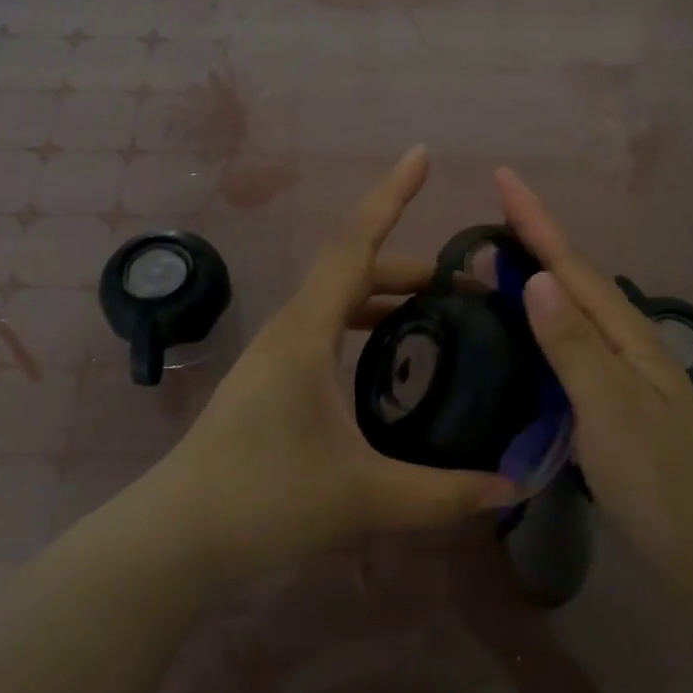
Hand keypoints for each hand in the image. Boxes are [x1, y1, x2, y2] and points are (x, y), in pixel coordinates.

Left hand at [148, 148, 518, 589]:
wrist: (177, 537)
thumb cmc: (264, 500)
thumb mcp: (365, 497)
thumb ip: (445, 494)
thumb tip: (515, 486)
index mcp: (307, 332)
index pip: (355, 244)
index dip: (390, 196)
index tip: (420, 154)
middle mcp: (289, 329)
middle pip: (354, 271)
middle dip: (411, 268)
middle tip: (468, 288)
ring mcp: (275, 354)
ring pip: (338, 302)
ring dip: (387, 298)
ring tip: (438, 317)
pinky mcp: (270, 380)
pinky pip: (325, 330)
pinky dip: (363, 326)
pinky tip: (388, 361)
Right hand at [495, 168, 692, 602]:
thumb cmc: (660, 480)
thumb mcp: (611, 409)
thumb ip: (573, 345)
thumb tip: (536, 279)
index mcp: (626, 336)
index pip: (572, 266)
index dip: (536, 221)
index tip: (504, 177)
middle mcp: (627, 345)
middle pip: (575, 281)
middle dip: (535, 242)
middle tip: (489, 218)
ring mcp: (625, 376)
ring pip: (574, 313)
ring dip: (538, 281)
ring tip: (497, 266)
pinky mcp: (616, 405)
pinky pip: (572, 348)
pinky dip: (544, 328)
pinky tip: (527, 337)